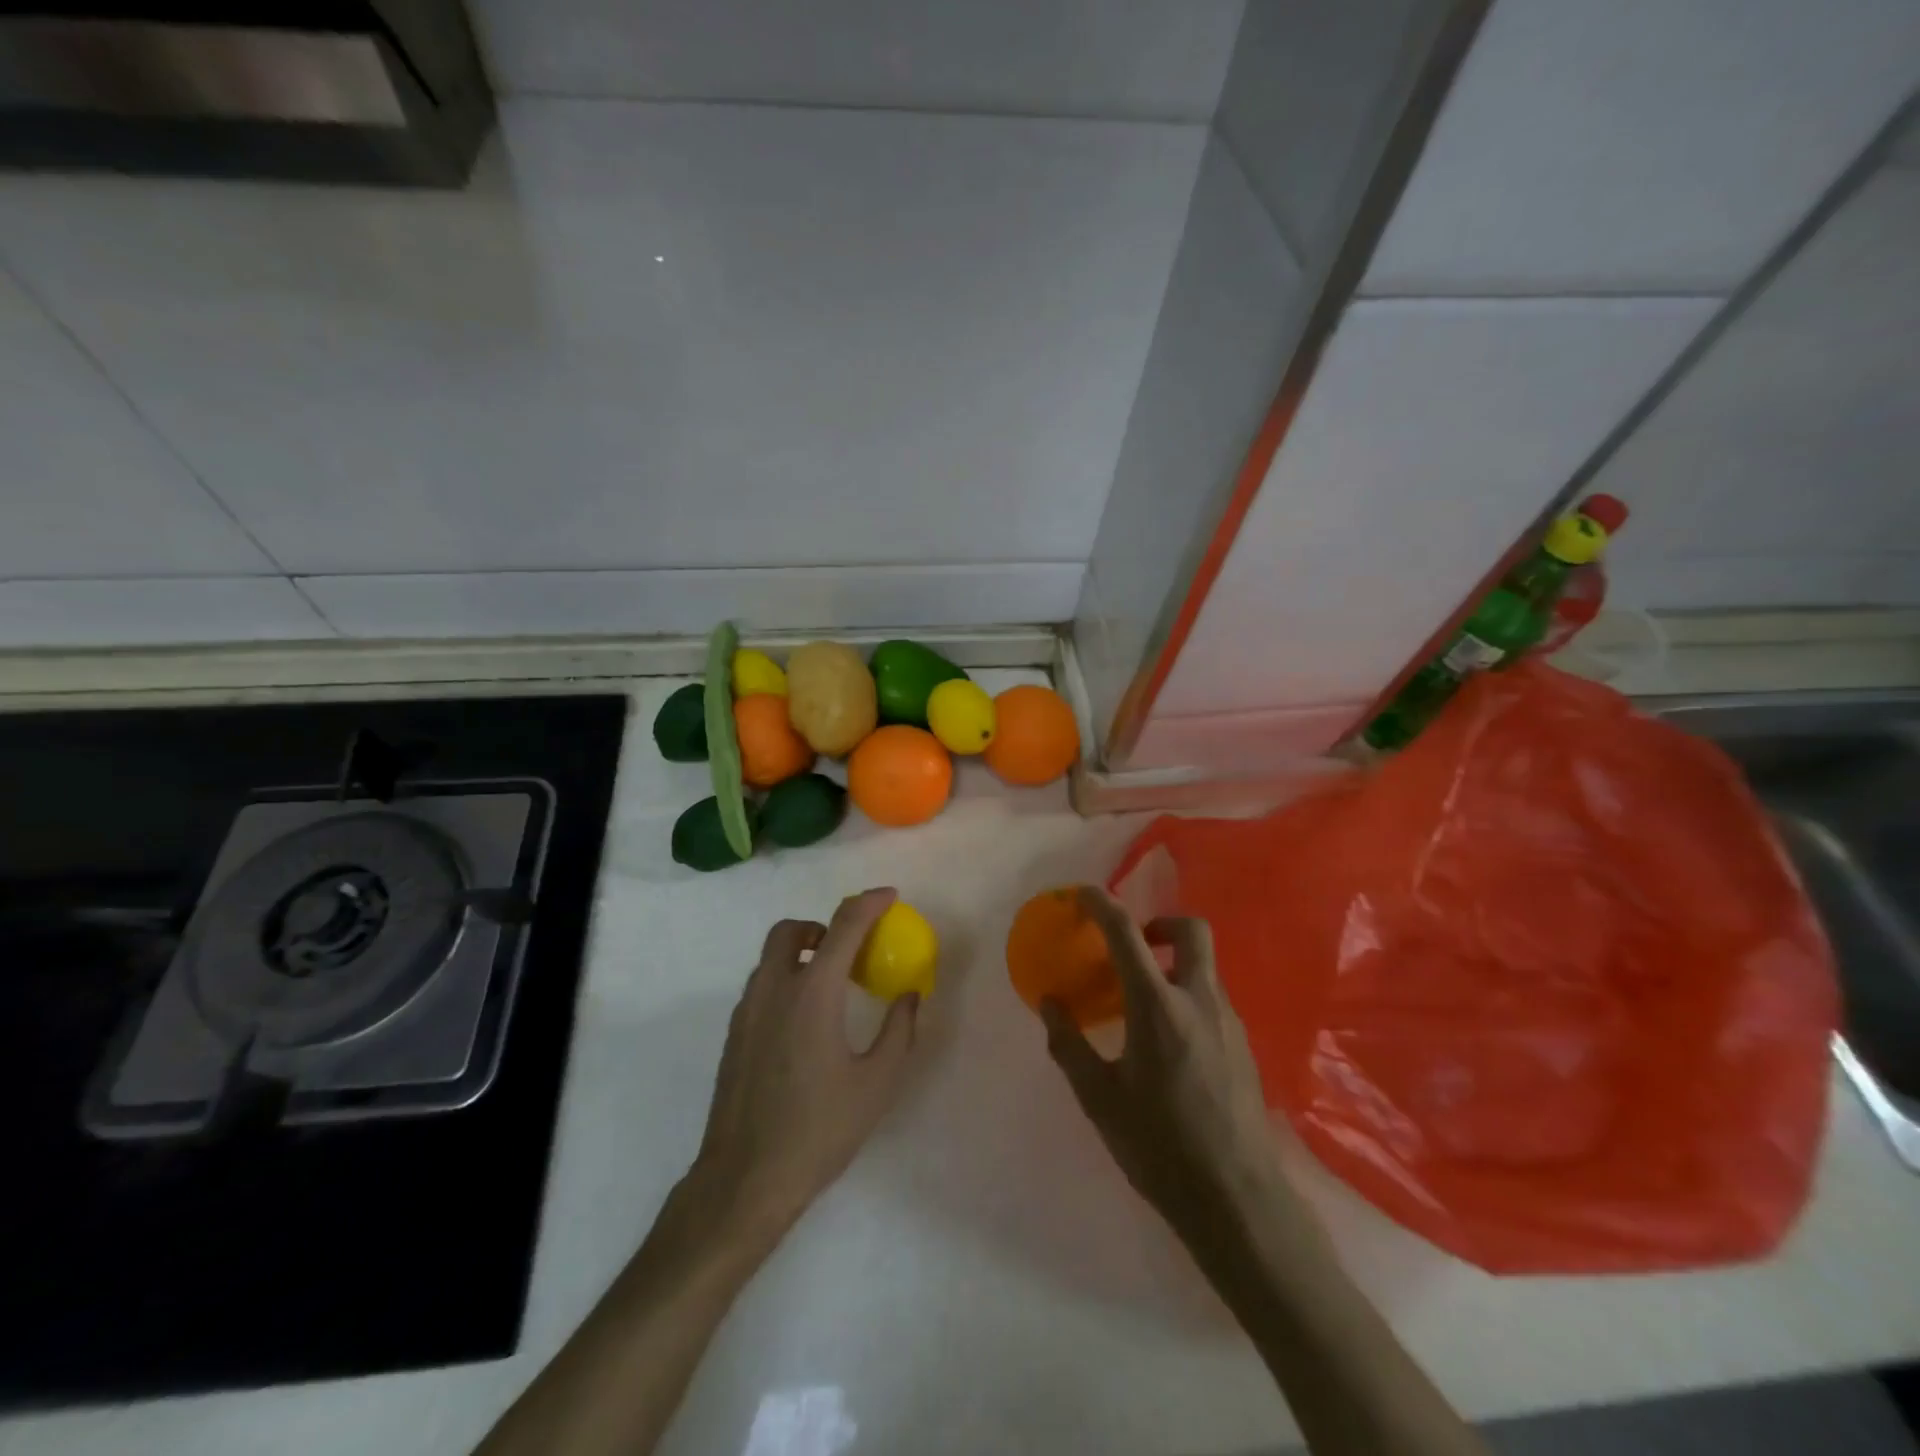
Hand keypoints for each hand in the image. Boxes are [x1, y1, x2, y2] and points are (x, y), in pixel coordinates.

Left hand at [685, 888, 919, 1243]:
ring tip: (831, 987)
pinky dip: (785, 979)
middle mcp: (774, 989)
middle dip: (823, 925)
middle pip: (792, 930)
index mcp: (813, 993)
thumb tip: (910, 996)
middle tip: (850, 951)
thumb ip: (899, 1031)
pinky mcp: (734, 1034)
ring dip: (802, 952)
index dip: (870, 903)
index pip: (844, 925)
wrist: (744, 1180)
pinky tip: (805, 1023)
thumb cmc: (819, 1130)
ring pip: (771, 956)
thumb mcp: (877, 1084)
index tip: (891, 897)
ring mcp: (747, 1011)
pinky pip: (762, 985)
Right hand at [1042, 888, 1294, 1242]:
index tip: (1083, 893)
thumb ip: (1069, 1045)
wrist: (1238, 1199)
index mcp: (1158, 1006)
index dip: (1102, 904)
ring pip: (1205, 966)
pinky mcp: (1244, 1046)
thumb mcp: (1099, 1098)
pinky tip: (1169, 1042)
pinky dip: (1187, 995)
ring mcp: (1229, 1022)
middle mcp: (1199, 1001)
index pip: (1126, 933)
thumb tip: (1050, 1004)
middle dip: (1160, 922)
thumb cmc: (1160, 1146)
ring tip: (1142, 1002)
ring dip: (1173, 963)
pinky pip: (1213, 999)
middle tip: (1134, 946)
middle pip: (1191, 930)